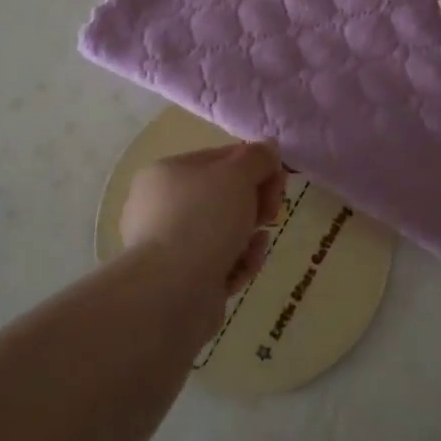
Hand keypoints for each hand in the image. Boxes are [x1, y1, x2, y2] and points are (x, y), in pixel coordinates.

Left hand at [121, 142, 285, 307]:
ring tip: (260, 243)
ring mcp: (168, 246)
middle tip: (273, 211)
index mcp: (167, 173)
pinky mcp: (180, 281)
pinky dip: (237, 262)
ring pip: (223, 232)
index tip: (279, 179)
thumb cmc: (203, 219)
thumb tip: (269, 148)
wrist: (171, 292)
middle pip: (222, 197)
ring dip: (249, 235)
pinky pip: (218, 263)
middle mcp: (161, 207)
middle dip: (254, 202)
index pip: (219, 159)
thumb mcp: (237, 175)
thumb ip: (257, 158)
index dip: (254, 165)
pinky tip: (248, 265)